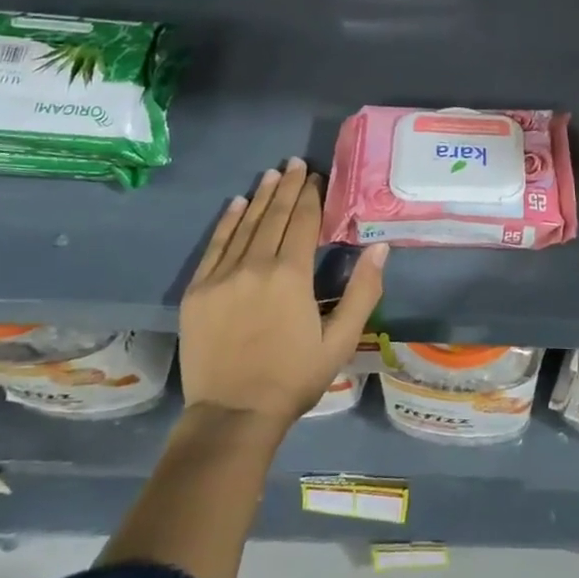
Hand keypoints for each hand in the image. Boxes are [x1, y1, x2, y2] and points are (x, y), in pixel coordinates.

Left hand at [178, 159, 387, 428]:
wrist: (233, 415)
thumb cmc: (293, 378)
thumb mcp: (341, 341)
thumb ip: (363, 292)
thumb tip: (380, 248)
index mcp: (291, 275)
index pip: (303, 222)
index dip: (312, 196)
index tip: (317, 176)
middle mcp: (255, 265)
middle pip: (274, 215)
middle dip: (287, 186)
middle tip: (295, 162)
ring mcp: (222, 276)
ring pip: (245, 225)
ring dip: (260, 196)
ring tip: (271, 174)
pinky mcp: (198, 290)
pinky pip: (215, 246)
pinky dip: (228, 221)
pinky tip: (237, 203)